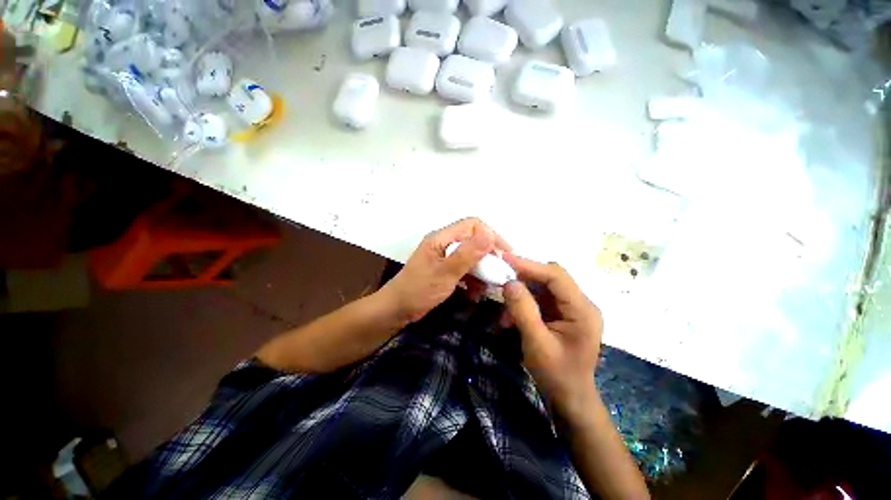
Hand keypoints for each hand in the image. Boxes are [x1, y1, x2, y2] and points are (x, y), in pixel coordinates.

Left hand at [381, 218, 511, 323]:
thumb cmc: (419, 290)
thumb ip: (467, 254)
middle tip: (500, 273)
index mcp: (441, 238)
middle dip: (488, 257)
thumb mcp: (446, 272)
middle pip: (473, 241)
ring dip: (481, 271)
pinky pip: (464, 269)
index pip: (472, 225)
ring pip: (470, 257)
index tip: (504, 254)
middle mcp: (444, 243)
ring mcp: (444, 257)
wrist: (396, 310)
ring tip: (488, 287)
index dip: (491, 236)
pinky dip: (472, 280)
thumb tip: (490, 233)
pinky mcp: (444, 270)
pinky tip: (475, 293)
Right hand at [502, 255, 603, 419]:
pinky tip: (511, 319)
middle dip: (523, 278)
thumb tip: (509, 282)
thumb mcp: (537, 343)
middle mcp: (580, 303)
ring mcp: (571, 308)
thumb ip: (523, 311)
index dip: (530, 265)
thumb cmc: (557, 375)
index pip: (556, 276)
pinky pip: (540, 300)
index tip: (505, 260)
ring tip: (504, 313)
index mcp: (582, 310)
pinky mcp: (562, 314)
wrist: (571, 399)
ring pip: (542, 287)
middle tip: (500, 279)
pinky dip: (523, 304)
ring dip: (521, 294)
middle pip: (550, 278)